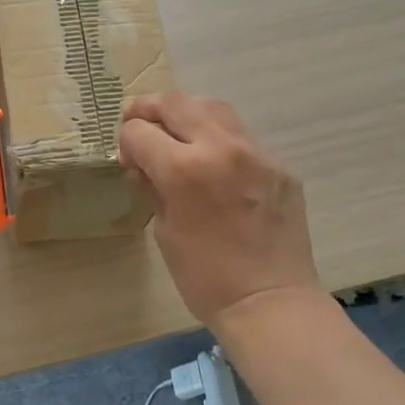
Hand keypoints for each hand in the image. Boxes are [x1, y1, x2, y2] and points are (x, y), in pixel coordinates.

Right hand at [118, 92, 322, 329]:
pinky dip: (219, 139)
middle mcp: (220, 147)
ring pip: (213, 107)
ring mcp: (255, 152)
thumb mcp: (165, 230)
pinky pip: (241, 137)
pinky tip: (214, 164)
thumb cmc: (205, 277)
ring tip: (177, 132)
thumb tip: (142, 163)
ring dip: (187, 114)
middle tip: (138, 122)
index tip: (127, 159)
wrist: (269, 302)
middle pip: (175, 102)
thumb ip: (153, 186)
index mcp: (183, 168)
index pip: (140, 131)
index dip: (126, 142)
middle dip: (148, 109)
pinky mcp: (278, 165)